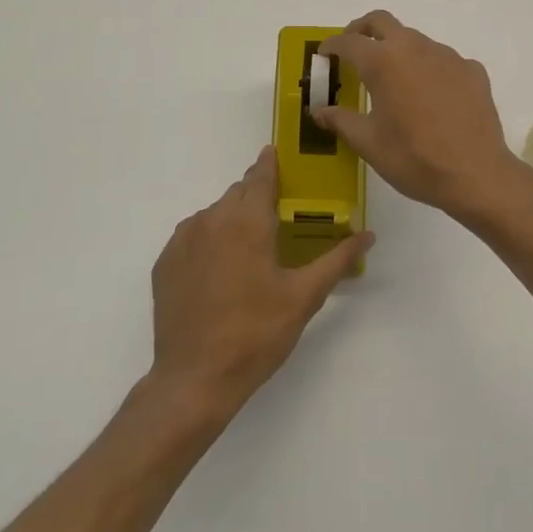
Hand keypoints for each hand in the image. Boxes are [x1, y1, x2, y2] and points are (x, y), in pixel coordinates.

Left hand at [149, 146, 373, 418]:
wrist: (195, 378)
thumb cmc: (257, 333)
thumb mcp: (304, 296)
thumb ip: (337, 259)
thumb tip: (367, 234)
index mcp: (247, 221)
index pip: (260, 176)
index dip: (270, 164)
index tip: (275, 154)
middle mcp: (211, 219)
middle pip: (237, 193)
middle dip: (255, 195)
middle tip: (274, 215)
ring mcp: (183, 241)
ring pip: (213, 214)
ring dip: (231, 220)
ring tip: (248, 251)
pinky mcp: (164, 263)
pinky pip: (192, 237)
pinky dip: (208, 242)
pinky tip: (219, 271)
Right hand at [316, 11, 532, 223]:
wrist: (476, 174)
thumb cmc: (413, 158)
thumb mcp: (368, 143)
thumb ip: (341, 120)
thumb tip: (320, 111)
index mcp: (383, 62)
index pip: (349, 42)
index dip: (332, 46)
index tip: (324, 55)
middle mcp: (414, 48)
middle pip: (382, 22)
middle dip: (362, 29)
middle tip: (353, 50)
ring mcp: (447, 56)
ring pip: (414, 40)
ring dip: (397, 50)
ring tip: (393, 80)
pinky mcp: (471, 70)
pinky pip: (443, 60)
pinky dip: (428, 69)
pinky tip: (430, 97)